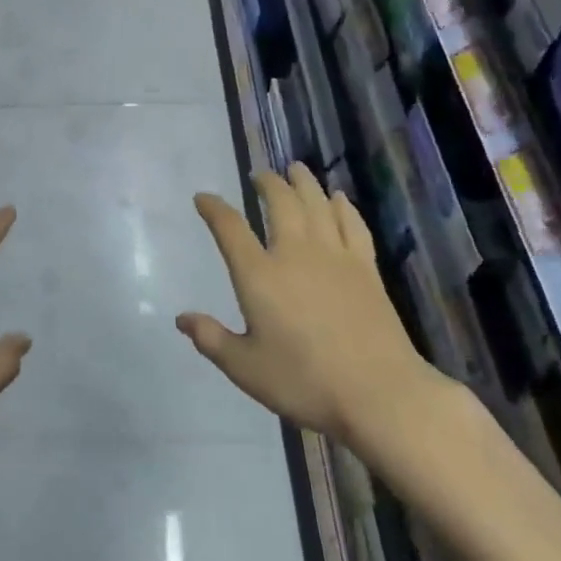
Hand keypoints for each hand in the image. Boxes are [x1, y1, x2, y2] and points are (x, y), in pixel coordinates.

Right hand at [178, 165, 444, 450]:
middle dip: (266, 183)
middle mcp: (295, 254)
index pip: (230, 229)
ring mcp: (335, 257)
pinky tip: (339, 198)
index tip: (203, 198)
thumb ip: (211, 339)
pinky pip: (352, 224)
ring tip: (295, 168)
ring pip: (317, 204)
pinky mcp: (366, 268)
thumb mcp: (245, 367)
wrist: (378, 392)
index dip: (214, 209)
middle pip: (280, 203)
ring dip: (304, 183)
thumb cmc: (304, 381)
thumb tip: (182, 318)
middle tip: (259, 175)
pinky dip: (343, 206)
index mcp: (260, 275)